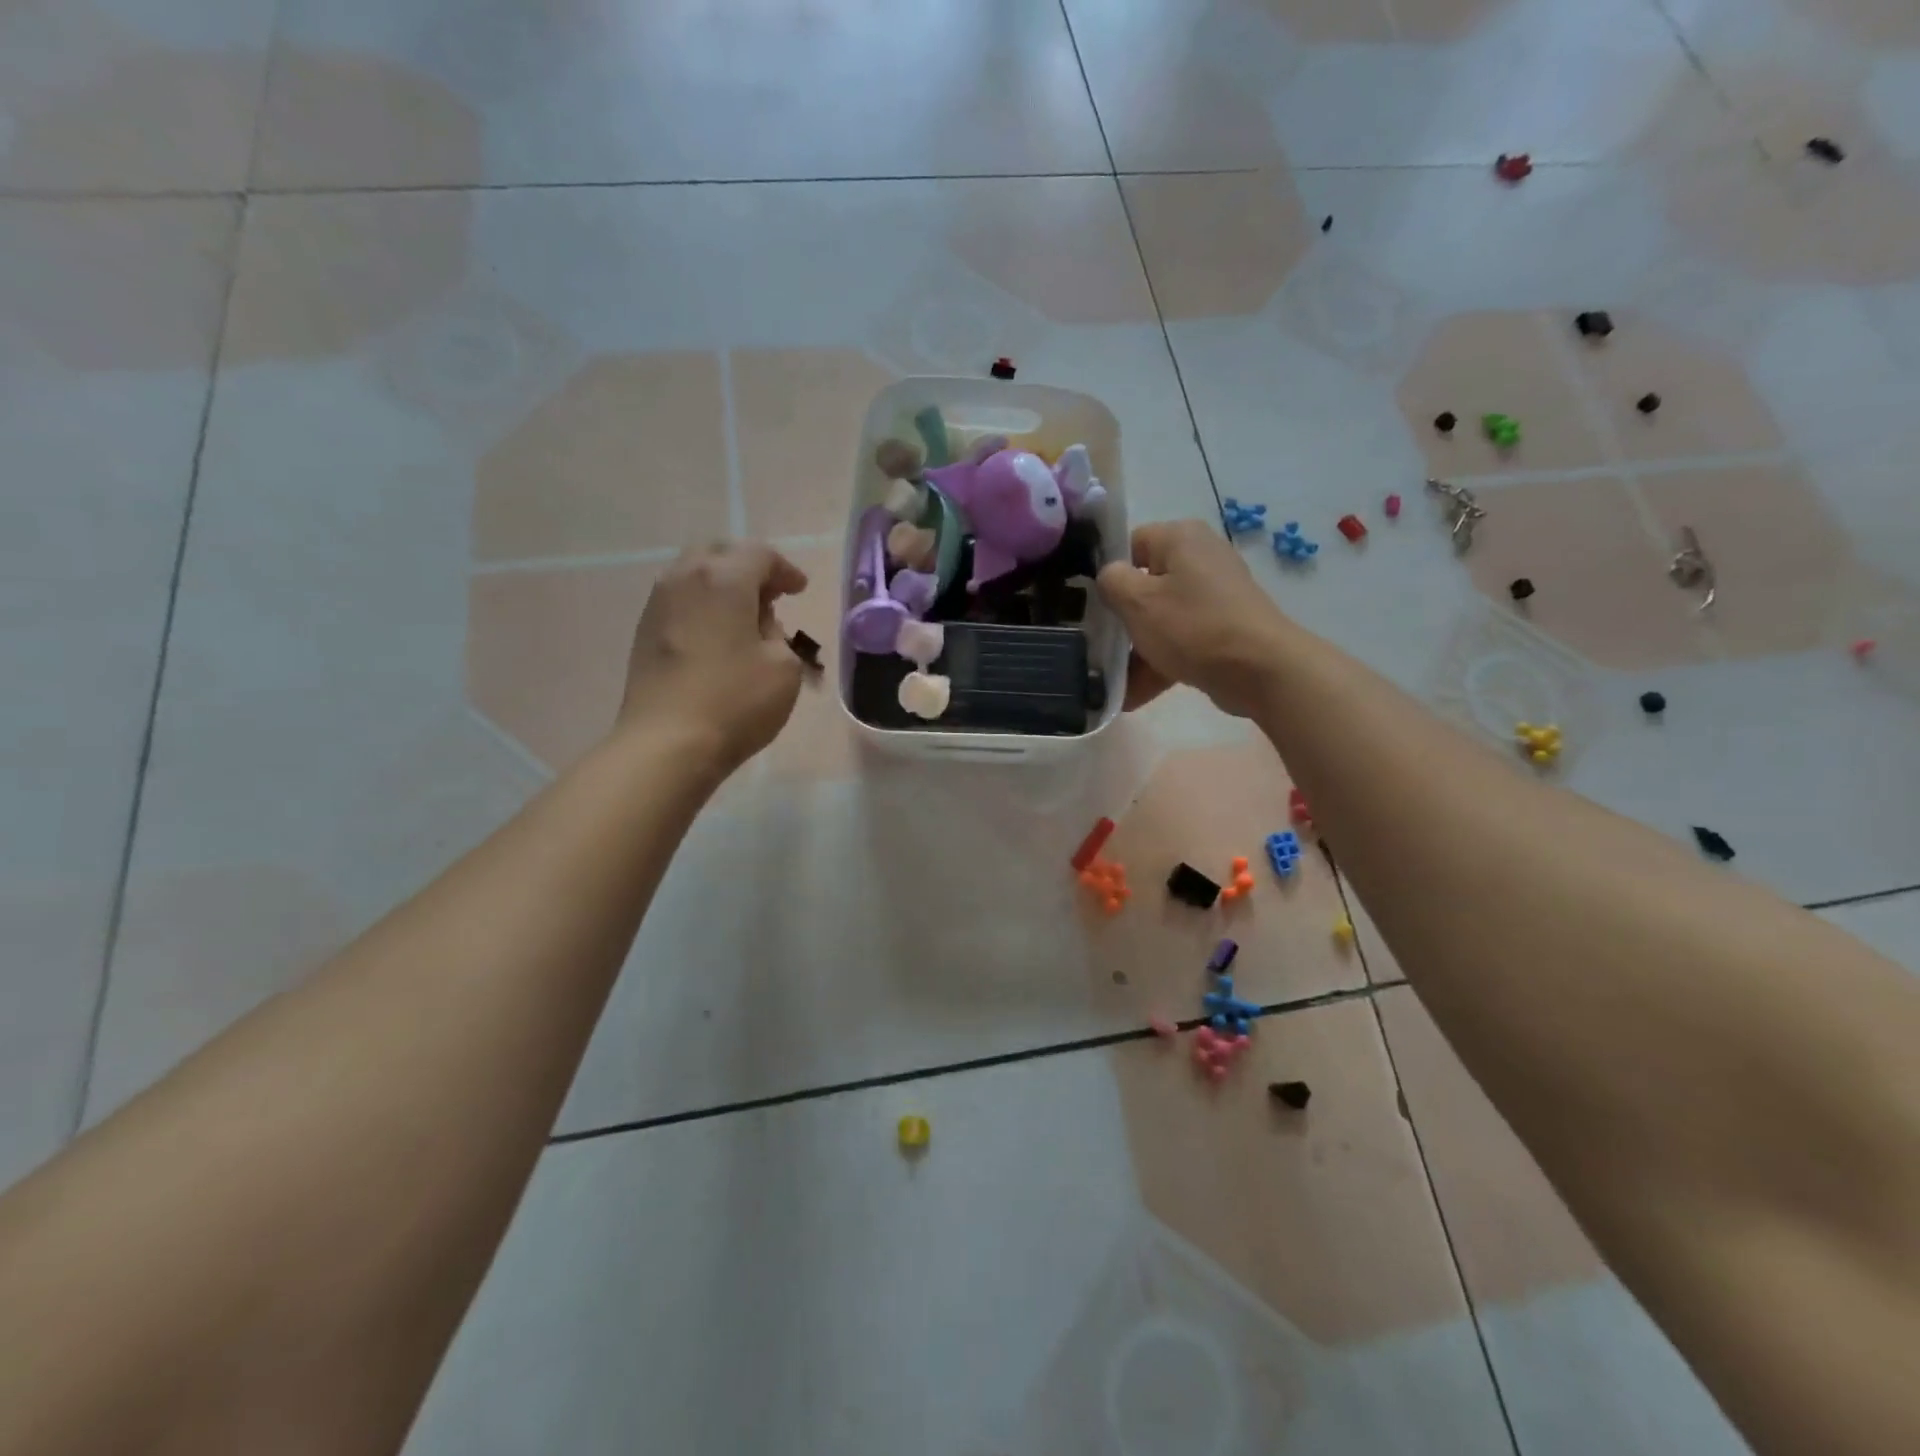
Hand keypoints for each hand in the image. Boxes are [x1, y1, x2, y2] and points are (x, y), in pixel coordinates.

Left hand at [617, 541, 809, 776]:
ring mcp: (658, 604)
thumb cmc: (736, 701)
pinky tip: (717, 634)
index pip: (759, 555)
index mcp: (724, 579)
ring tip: (744, 615)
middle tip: (770, 595)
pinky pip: (679, 601)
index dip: (785, 569)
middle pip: (719, 554)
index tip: (799, 590)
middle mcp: (685, 579)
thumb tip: (757, 624)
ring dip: (722, 585)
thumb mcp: (784, 667)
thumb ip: (777, 634)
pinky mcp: (643, 632)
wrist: (667, 743)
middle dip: (748, 567)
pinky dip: (702, 605)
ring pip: (693, 574)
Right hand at [1095, 520, 1291, 715]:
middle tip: (1097, 644)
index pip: (1130, 544)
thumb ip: (1111, 581)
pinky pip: (1181, 641)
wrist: (1260, 670)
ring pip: (1161, 618)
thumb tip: (1109, 577)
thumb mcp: (1137, 602)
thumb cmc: (1192, 626)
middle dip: (1122, 619)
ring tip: (1108, 681)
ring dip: (1136, 650)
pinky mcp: (1223, 628)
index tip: (1092, 605)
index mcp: (1180, 538)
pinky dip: (1160, 663)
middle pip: (1146, 584)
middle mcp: (1200, 557)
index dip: (1107, 573)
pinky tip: (1131, 696)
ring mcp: (1215, 595)